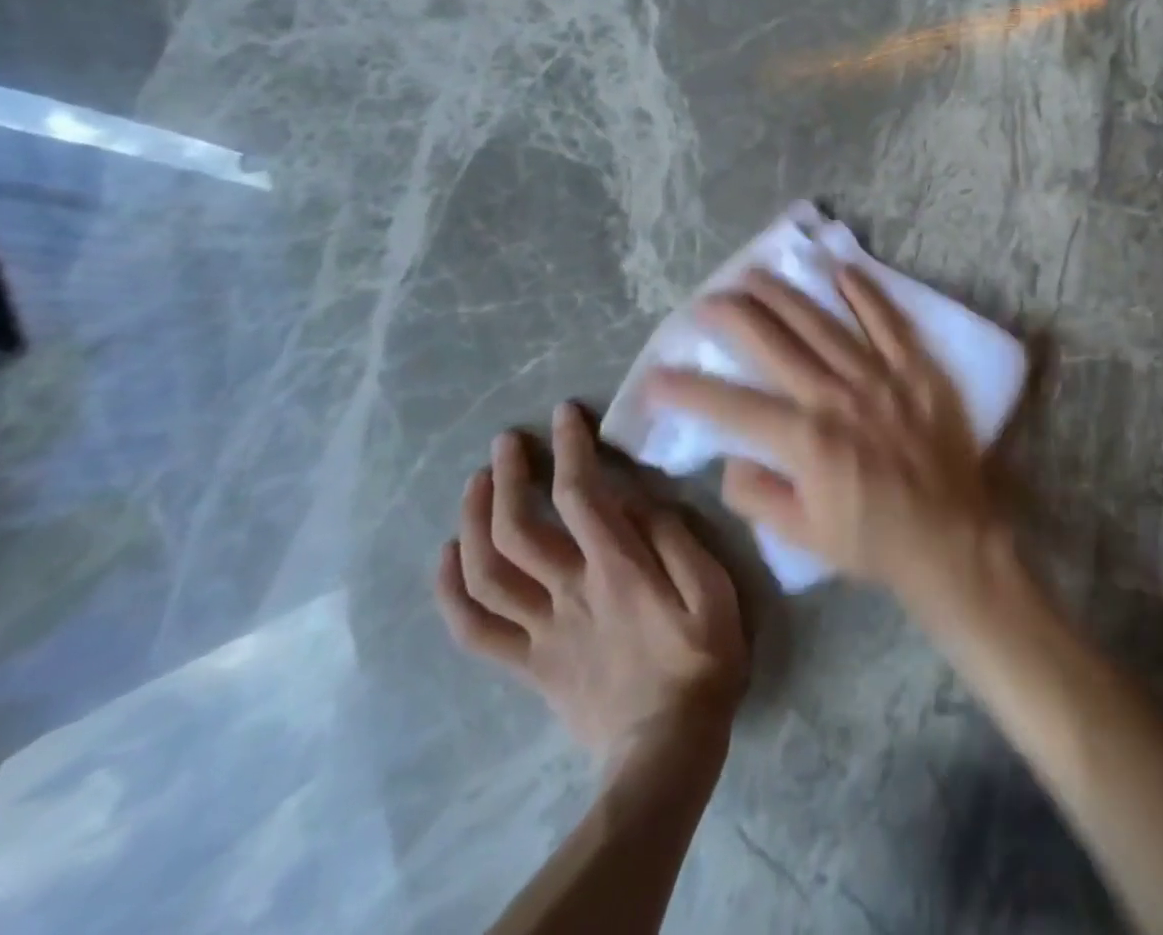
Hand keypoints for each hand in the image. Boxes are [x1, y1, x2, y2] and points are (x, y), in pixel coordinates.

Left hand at [435, 402, 747, 754]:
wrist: (668, 747)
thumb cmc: (703, 659)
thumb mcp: (714, 591)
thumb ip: (676, 539)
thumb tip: (638, 498)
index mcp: (618, 571)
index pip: (581, 496)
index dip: (569, 449)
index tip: (565, 414)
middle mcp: (570, 593)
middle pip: (518, 528)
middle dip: (507, 476)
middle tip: (507, 442)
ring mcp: (542, 631)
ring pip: (486, 573)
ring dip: (472, 522)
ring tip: (475, 484)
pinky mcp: (529, 664)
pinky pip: (475, 630)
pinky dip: (451, 591)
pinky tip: (447, 557)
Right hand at [647, 266, 1002, 606]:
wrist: (950, 537)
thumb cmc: (873, 540)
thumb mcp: (802, 536)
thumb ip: (757, 495)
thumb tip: (731, 456)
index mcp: (806, 441)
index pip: (731, 407)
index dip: (687, 390)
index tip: (655, 376)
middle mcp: (837, 397)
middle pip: (774, 343)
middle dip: (733, 317)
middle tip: (706, 300)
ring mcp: (880, 376)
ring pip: (822, 323)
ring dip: (784, 295)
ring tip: (753, 274)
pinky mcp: (916, 369)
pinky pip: (887, 322)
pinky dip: (864, 294)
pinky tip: (840, 270)